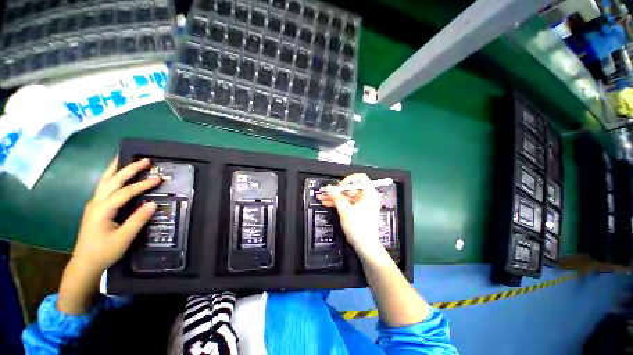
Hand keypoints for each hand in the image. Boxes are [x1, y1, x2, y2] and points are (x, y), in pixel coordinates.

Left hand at [58, 157, 160, 313]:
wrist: (85, 263)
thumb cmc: (104, 252)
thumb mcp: (123, 238)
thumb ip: (138, 220)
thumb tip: (152, 203)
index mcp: (102, 209)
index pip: (125, 192)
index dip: (142, 185)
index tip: (159, 179)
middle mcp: (96, 202)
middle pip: (112, 180)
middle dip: (128, 168)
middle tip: (144, 160)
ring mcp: (94, 204)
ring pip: (104, 181)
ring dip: (116, 169)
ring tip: (124, 158)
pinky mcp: (95, 208)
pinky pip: (104, 187)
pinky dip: (112, 177)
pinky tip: (116, 175)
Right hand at [317, 173, 383, 257]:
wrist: (365, 245)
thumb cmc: (359, 228)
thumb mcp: (345, 210)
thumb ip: (336, 197)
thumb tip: (329, 188)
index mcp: (369, 194)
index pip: (360, 178)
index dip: (348, 180)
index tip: (339, 186)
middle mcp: (368, 197)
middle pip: (351, 188)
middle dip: (337, 190)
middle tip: (326, 191)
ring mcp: (363, 203)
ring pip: (347, 195)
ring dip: (335, 196)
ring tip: (323, 197)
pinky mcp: (359, 209)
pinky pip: (348, 202)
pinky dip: (339, 202)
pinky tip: (328, 202)